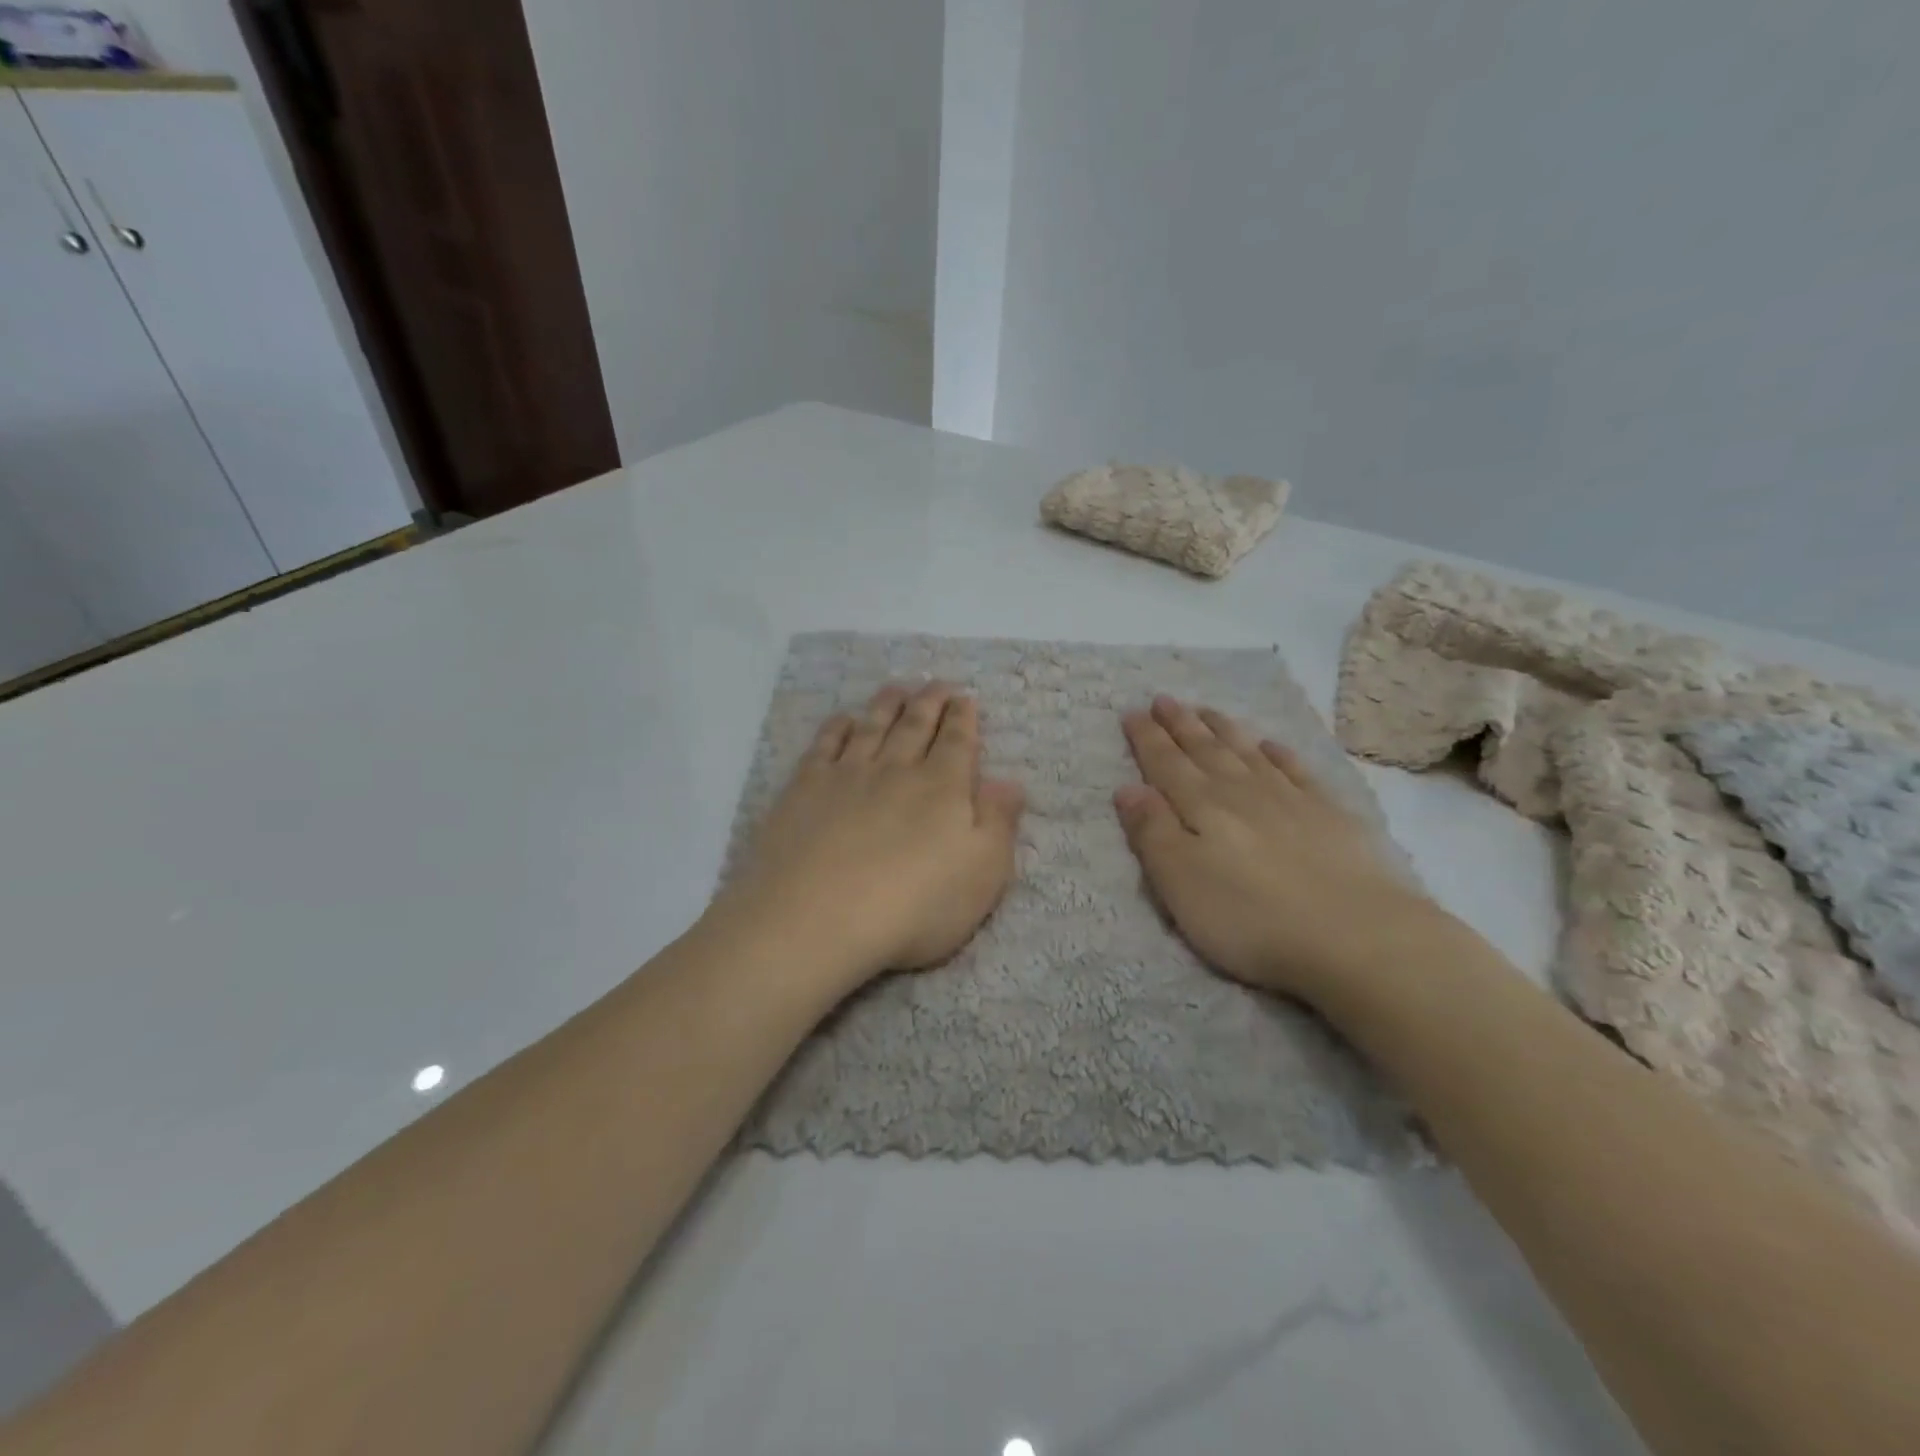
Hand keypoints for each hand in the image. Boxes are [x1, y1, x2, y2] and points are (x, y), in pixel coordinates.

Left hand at [714, 681, 1025, 990]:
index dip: (964, 717)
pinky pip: (825, 745)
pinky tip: (843, 720)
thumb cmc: (913, 906)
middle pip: (916, 725)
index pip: (958, 741)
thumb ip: (998, 823)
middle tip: (937, 683)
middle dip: (930, 702)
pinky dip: (837, 728)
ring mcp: (847, 775)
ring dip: (887, 705)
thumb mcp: (982, 874)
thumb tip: (1010, 781)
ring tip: (897, 687)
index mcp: (942, 787)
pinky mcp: (804, 789)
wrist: (816, 917)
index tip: (966, 696)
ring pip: (872, 727)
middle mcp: (896, 770)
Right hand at [1114, 696, 1444, 1001]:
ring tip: (1206, 710)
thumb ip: (1151, 832)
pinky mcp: (1330, 815)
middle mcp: (1242, 792)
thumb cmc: (1250, 917)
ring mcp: (1290, 799)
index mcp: (1201, 806)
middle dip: (1181, 724)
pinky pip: (1296, 771)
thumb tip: (1128, 788)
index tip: (1132, 711)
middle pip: (1205, 750)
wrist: (1356, 935)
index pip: (1165, 764)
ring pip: (1247, 753)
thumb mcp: (1179, 882)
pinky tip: (1271, 744)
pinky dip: (1280, 754)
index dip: (1147, 738)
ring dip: (1223, 730)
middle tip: (1164, 699)